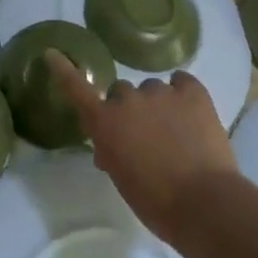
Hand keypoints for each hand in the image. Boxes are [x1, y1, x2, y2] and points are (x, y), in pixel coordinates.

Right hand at [46, 52, 238, 235]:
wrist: (204, 204)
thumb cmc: (155, 201)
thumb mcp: (122, 179)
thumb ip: (111, 154)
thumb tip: (110, 147)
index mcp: (104, 123)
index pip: (76, 89)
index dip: (63, 70)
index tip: (52, 53)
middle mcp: (128, 100)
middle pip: (122, 92)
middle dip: (129, 108)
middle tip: (145, 133)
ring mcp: (161, 92)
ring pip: (153, 88)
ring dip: (158, 104)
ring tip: (176, 130)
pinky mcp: (192, 92)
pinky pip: (182, 81)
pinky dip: (183, 93)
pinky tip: (191, 114)